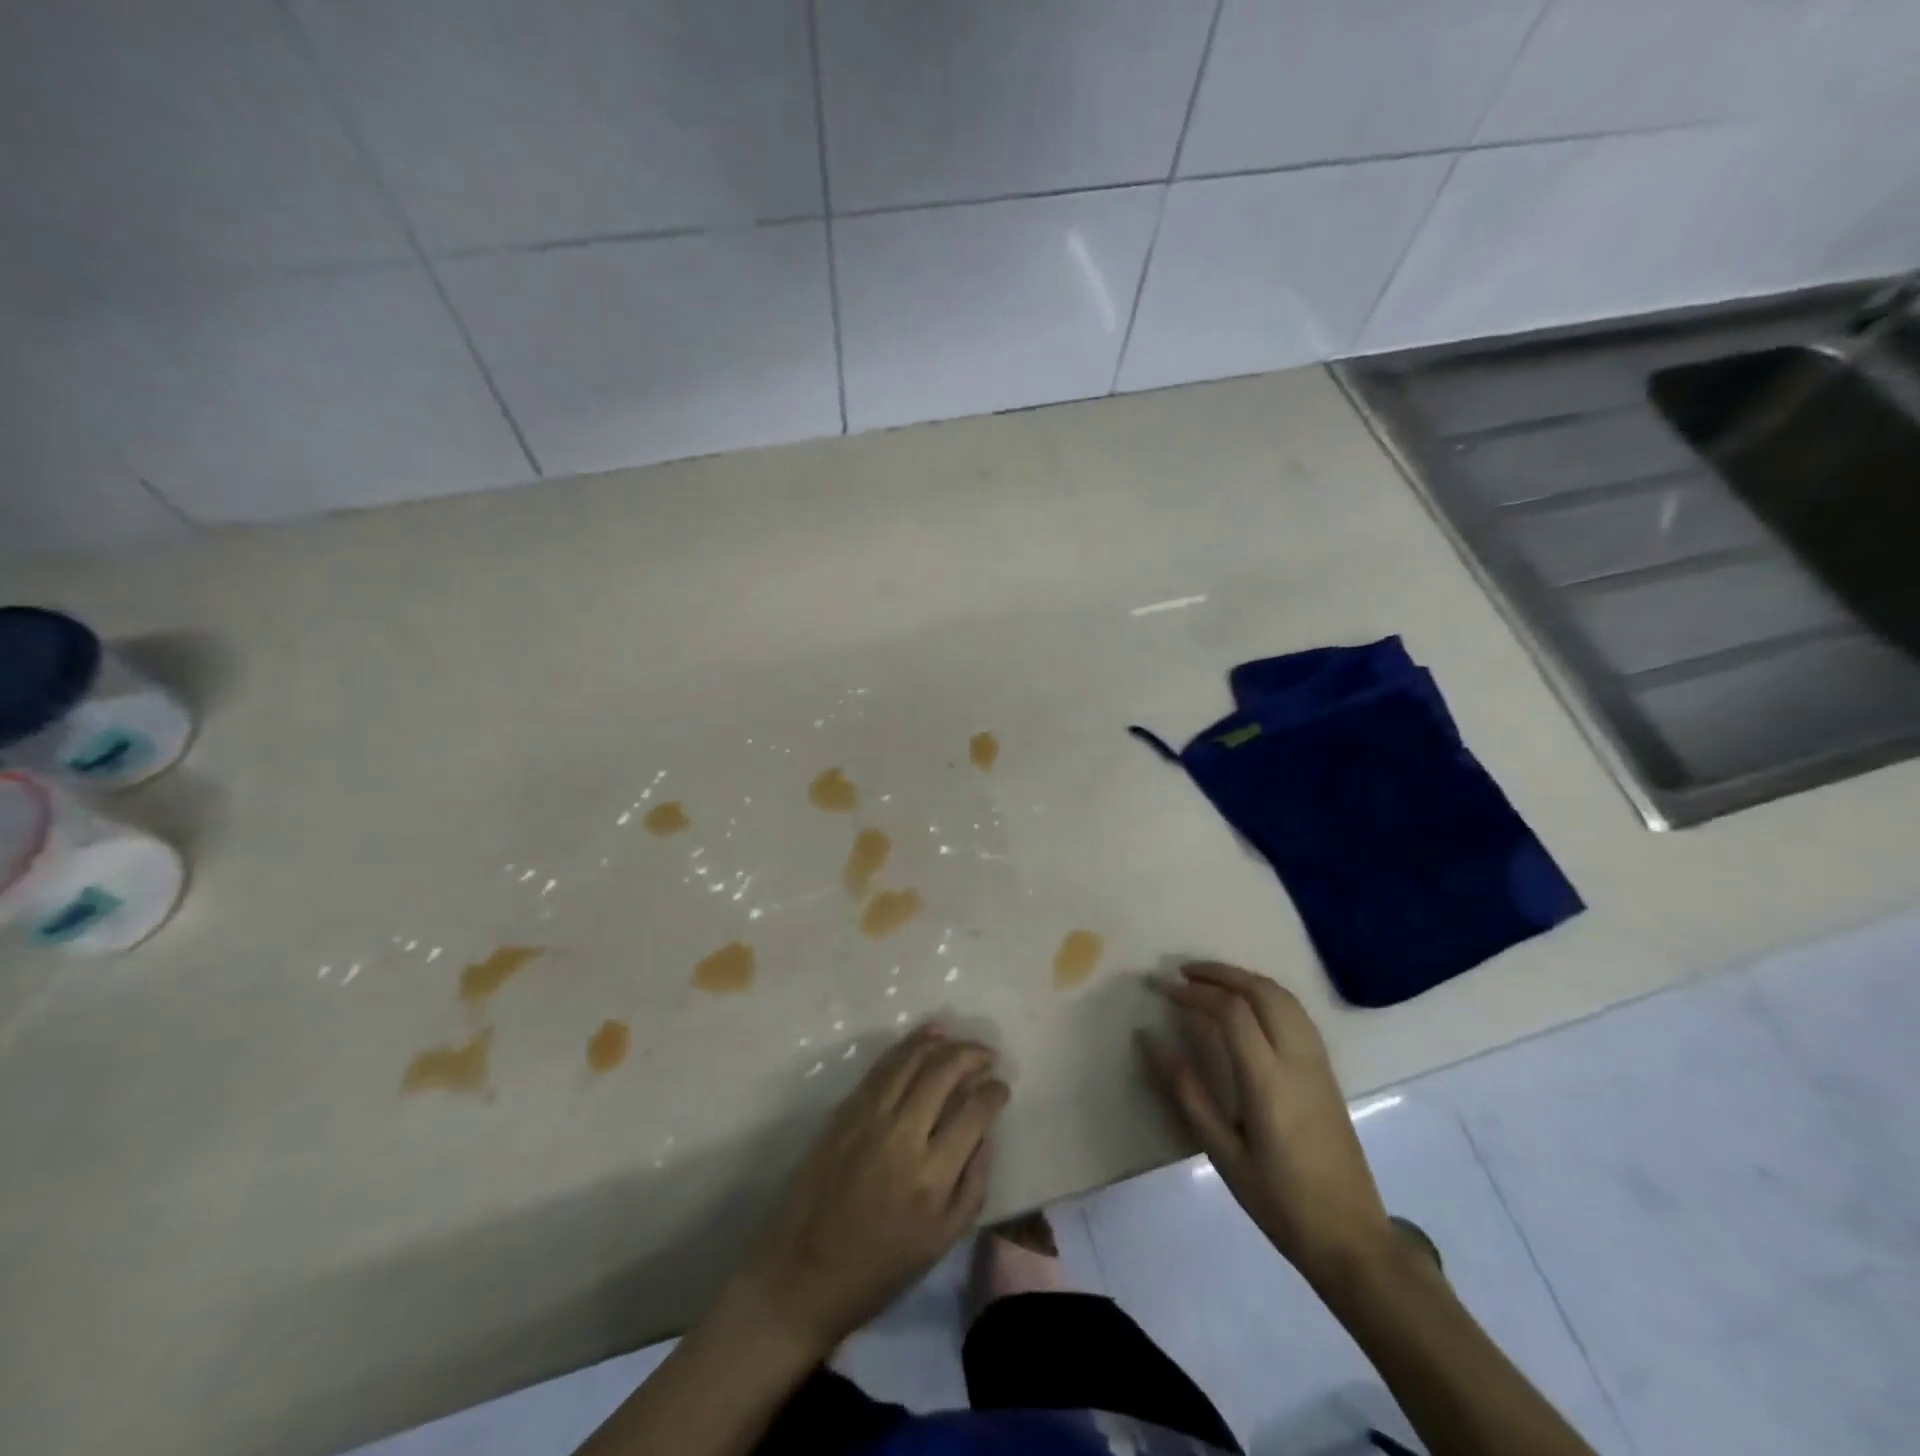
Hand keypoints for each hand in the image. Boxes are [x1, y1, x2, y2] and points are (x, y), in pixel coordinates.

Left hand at [732, 1026, 1009, 1356]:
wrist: (804, 1273)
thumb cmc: (879, 1267)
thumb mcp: (942, 1241)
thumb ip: (973, 1184)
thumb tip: (985, 1134)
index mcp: (932, 1175)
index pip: (974, 1112)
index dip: (994, 1092)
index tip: (1001, 1086)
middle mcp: (903, 1135)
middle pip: (944, 1073)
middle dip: (972, 1056)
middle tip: (987, 1056)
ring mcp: (869, 1117)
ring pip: (911, 1060)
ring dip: (941, 1043)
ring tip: (959, 1040)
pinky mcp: (845, 1111)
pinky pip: (882, 1067)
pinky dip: (907, 1046)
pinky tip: (924, 1039)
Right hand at [1141, 962, 1394, 1286]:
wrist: (1352, 1240)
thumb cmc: (1281, 1202)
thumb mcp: (1224, 1154)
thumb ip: (1188, 1092)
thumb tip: (1150, 1040)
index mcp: (1269, 1082)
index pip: (1232, 1011)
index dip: (1196, 992)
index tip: (1166, 991)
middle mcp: (1298, 1061)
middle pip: (1262, 991)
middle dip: (1221, 973)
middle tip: (1184, 973)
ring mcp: (1319, 1064)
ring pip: (1284, 997)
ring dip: (1245, 978)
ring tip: (1210, 981)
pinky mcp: (1328, 1072)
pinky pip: (1297, 1013)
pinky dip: (1266, 994)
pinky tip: (1247, 1006)